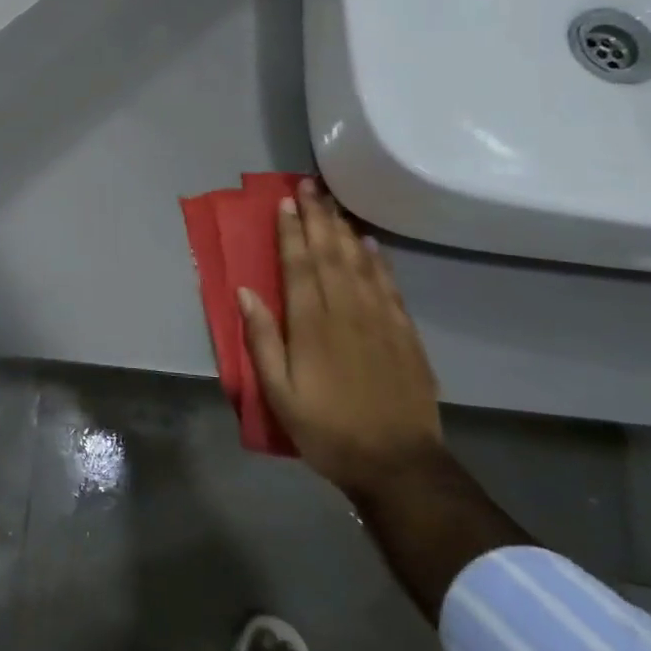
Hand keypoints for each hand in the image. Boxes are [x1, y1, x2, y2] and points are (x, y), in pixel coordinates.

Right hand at [240, 182, 444, 503]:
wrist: (398, 465)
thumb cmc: (328, 430)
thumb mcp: (280, 394)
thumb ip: (261, 340)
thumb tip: (245, 292)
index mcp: (311, 325)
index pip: (299, 265)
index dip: (291, 231)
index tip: (285, 202)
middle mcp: (346, 311)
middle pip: (329, 253)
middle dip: (317, 217)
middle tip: (309, 185)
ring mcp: (380, 319)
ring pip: (359, 262)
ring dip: (344, 229)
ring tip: (333, 202)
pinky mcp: (404, 333)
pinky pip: (389, 285)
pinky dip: (378, 259)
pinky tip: (370, 243)